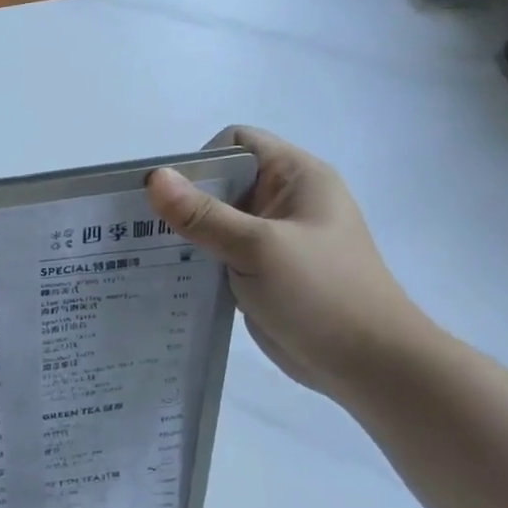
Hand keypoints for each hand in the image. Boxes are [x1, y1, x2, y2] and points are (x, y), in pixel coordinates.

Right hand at [145, 126, 429, 397]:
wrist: (368, 364)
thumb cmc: (322, 293)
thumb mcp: (257, 247)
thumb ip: (203, 215)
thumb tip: (154, 178)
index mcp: (296, 177)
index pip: (237, 143)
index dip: (200, 160)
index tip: (167, 194)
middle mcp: (284, 201)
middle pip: (221, 182)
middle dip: (182, 199)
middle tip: (140, 225)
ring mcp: (273, 239)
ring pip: (216, 221)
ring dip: (185, 234)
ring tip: (143, 252)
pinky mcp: (262, 272)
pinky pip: (220, 254)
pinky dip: (196, 261)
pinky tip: (166, 276)